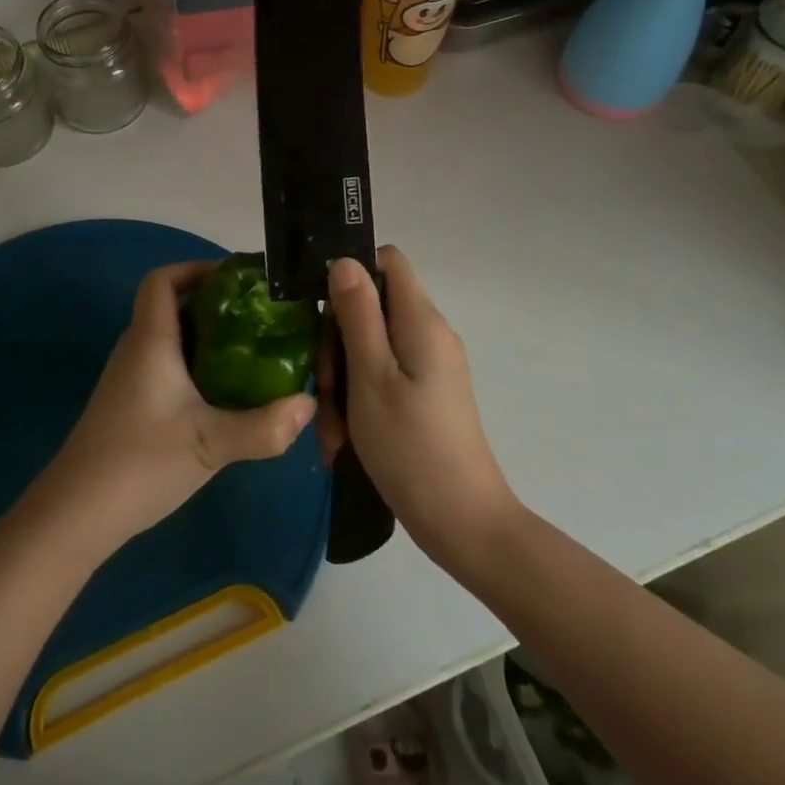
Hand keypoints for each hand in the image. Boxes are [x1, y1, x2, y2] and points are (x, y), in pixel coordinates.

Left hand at [33, 261, 315, 556]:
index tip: (237, 280)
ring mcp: (129, 379)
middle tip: (260, 317)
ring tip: (253, 351)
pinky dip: (196, 367)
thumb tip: (308, 405)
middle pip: (171, 306)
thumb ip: (263, 427)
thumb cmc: (140, 463)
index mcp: (151, 341)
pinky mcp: (130, 405)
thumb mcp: (211, 445)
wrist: (76, 515)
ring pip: (170, 340)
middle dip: (214, 304)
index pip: (162, 280)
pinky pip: (166, 367)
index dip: (195, 268)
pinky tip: (224, 395)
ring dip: (208, 338)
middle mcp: (136, 350)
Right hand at [324, 247, 519, 564]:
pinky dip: (360, 402)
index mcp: (421, 321)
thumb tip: (344, 261)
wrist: (463, 524)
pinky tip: (346, 441)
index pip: (386, 262)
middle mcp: (429, 335)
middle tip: (325, 389)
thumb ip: (358, 315)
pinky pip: (383, 379)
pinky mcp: (426, 396)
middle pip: (372, 309)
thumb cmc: (411, 447)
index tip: (320, 311)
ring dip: (344, 382)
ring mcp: (429, 367)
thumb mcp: (371, 377)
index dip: (350, 274)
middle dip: (338, 344)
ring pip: (370, 350)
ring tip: (335, 431)